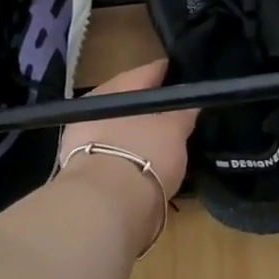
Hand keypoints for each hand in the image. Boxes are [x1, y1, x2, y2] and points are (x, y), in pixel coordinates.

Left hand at [57, 59, 195, 217]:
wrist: (106, 207)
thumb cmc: (144, 154)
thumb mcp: (176, 127)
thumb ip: (185, 109)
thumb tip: (191, 100)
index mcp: (115, 88)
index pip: (151, 71)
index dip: (175, 73)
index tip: (194, 81)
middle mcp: (95, 108)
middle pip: (133, 101)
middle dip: (156, 107)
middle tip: (184, 115)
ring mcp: (85, 139)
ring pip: (124, 128)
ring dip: (143, 134)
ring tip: (171, 143)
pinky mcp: (85, 169)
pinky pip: (117, 153)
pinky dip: (133, 156)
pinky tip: (151, 165)